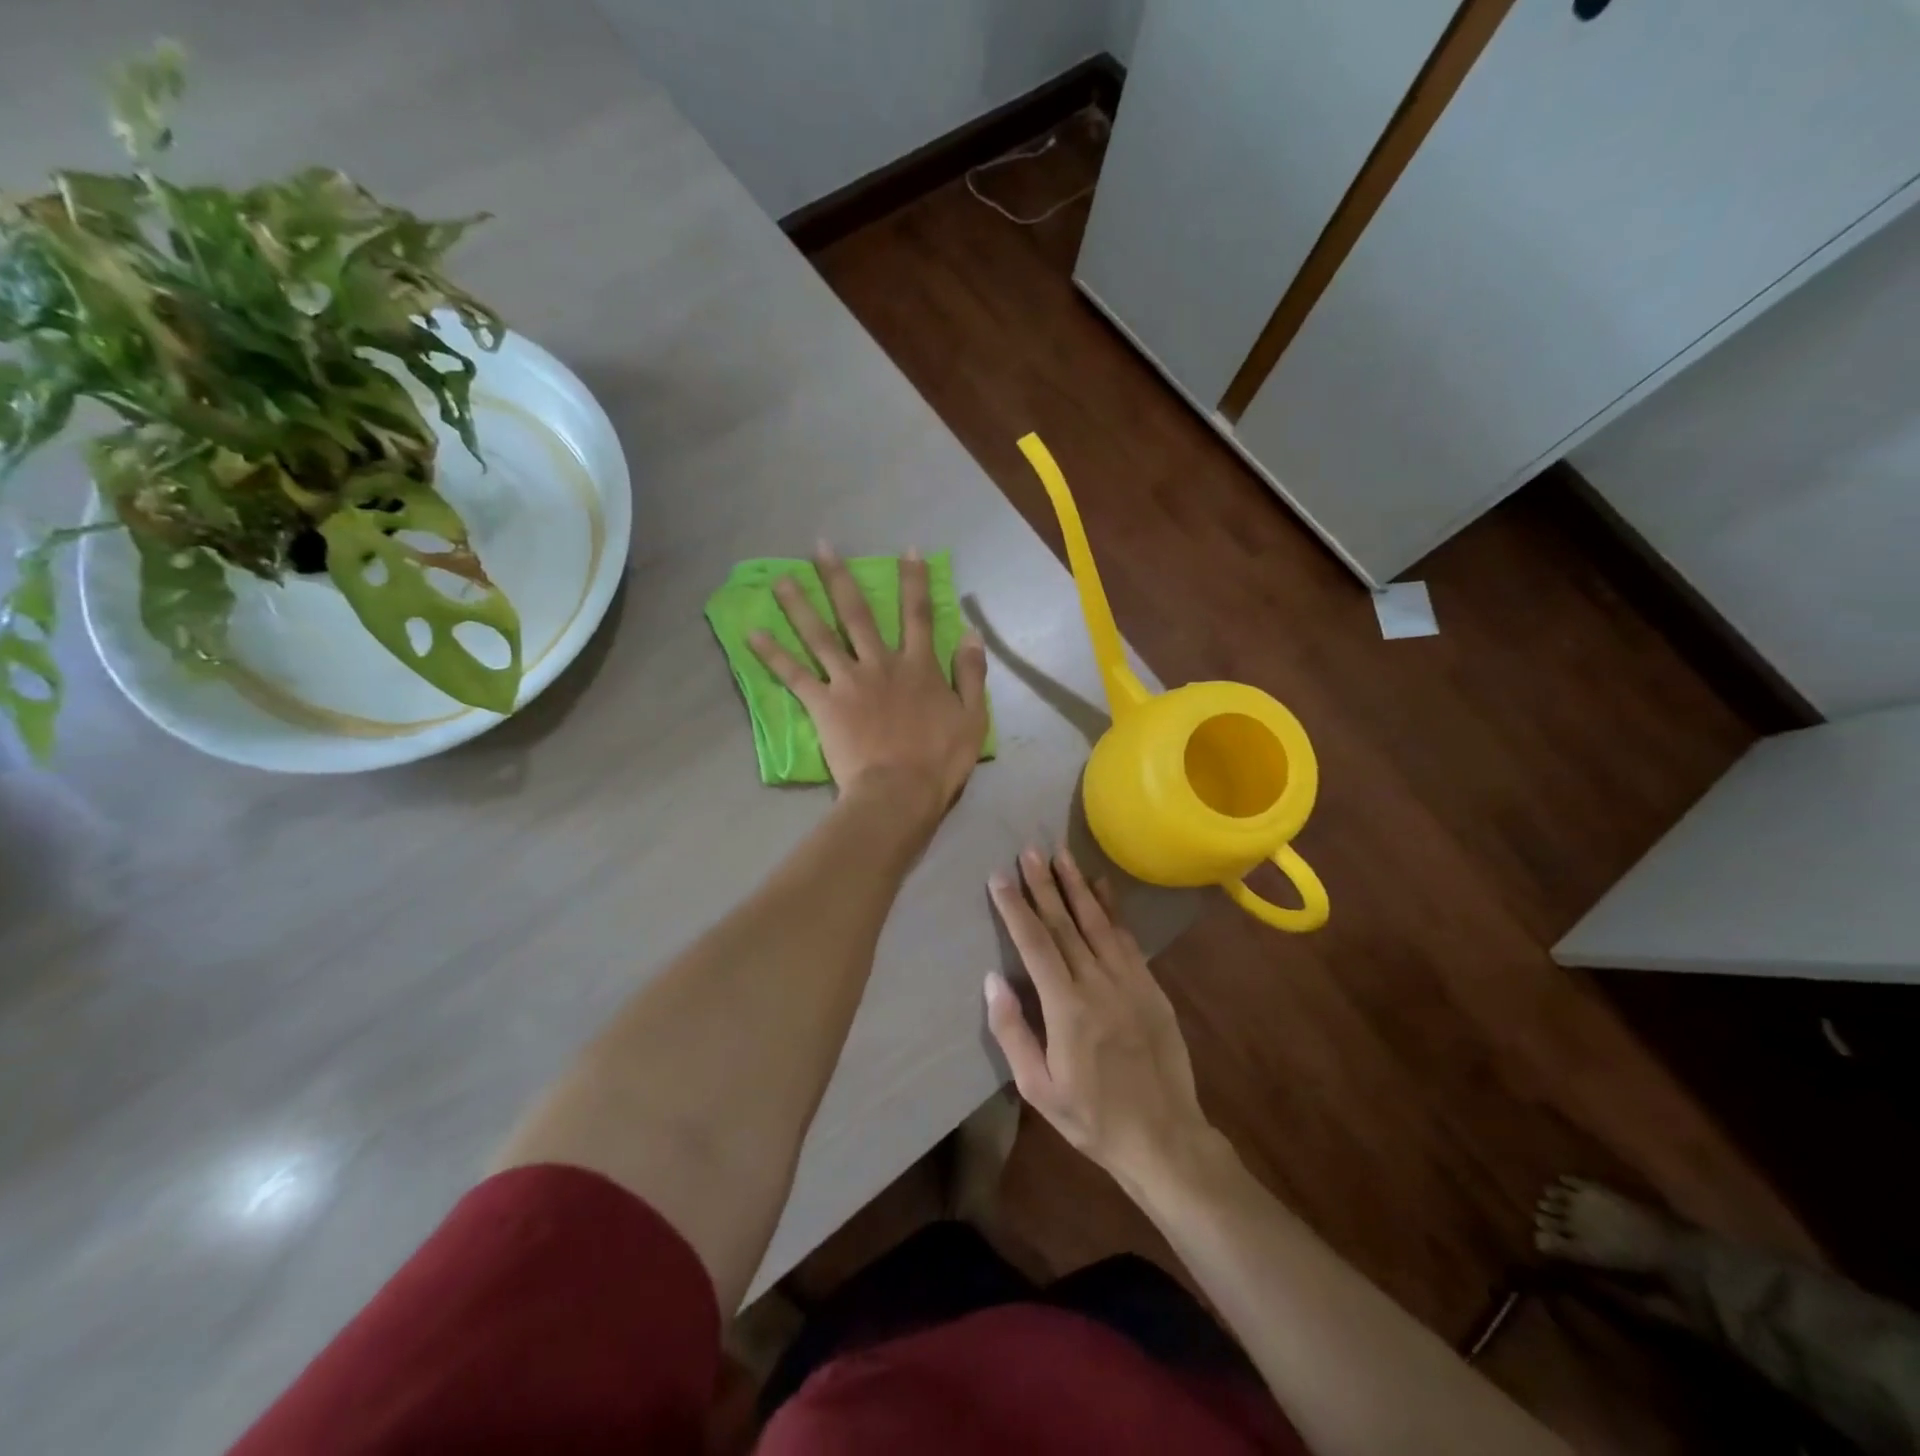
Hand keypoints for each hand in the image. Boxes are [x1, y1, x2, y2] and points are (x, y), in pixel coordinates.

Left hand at [750, 545, 988, 821]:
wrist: (900, 791)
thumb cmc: (940, 760)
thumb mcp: (972, 716)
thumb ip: (971, 673)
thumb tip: (971, 633)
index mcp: (918, 666)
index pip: (917, 615)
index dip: (914, 581)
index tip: (907, 551)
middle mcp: (881, 664)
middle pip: (857, 614)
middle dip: (839, 579)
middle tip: (820, 548)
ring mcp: (849, 682)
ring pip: (820, 636)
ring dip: (799, 605)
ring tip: (779, 579)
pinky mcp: (824, 705)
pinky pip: (795, 675)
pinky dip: (773, 655)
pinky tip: (752, 635)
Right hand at [985, 846, 1221, 1191]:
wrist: (1165, 1137)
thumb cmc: (1092, 1118)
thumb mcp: (1038, 1089)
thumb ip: (1013, 1032)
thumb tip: (992, 980)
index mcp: (1066, 1008)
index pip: (1035, 944)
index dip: (1016, 908)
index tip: (999, 878)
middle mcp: (1098, 984)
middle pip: (1065, 923)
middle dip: (1043, 884)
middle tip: (1029, 850)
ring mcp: (1129, 981)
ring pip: (1097, 922)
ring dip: (1077, 885)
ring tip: (1061, 854)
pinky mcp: (1150, 986)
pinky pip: (1127, 937)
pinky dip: (1112, 908)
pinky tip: (1102, 886)